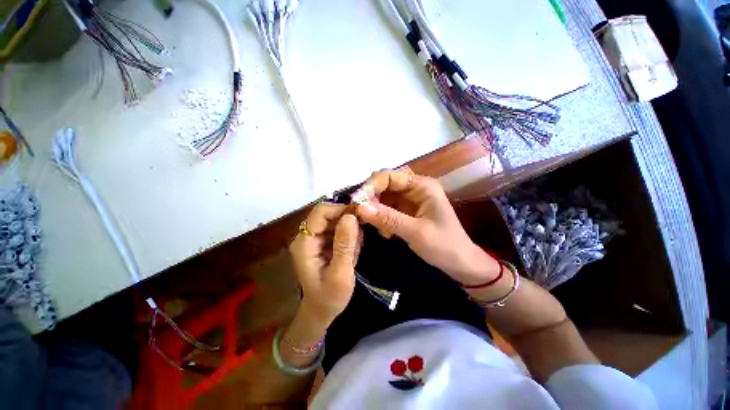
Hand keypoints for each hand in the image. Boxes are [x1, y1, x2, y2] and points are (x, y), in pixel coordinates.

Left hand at [289, 203, 361, 323]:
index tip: (361, 213)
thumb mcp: (340, 273)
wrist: (322, 311)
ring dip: (349, 227)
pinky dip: (348, 234)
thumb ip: (345, 245)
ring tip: (358, 245)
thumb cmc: (330, 297)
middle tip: (364, 227)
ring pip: (334, 219)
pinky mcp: (322, 242)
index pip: (320, 212)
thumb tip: (351, 216)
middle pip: (328, 213)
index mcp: (305, 243)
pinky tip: (353, 248)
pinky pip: (337, 228)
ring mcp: (314, 238)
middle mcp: (306, 236)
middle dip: (347, 217)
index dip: (341, 208)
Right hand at [354, 167, 498, 284]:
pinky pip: (387, 208)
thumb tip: (360, 207)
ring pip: (384, 197)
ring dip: (376, 210)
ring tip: (378, 228)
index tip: (357, 202)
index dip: (372, 185)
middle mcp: (415, 188)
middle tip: (362, 215)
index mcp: (422, 186)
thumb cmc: (444, 246)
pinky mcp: (406, 210)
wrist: (460, 263)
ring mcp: (410, 199)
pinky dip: (381, 217)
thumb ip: (387, 218)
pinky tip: (385, 232)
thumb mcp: (416, 232)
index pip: (390, 176)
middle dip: (372, 198)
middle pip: (385, 184)